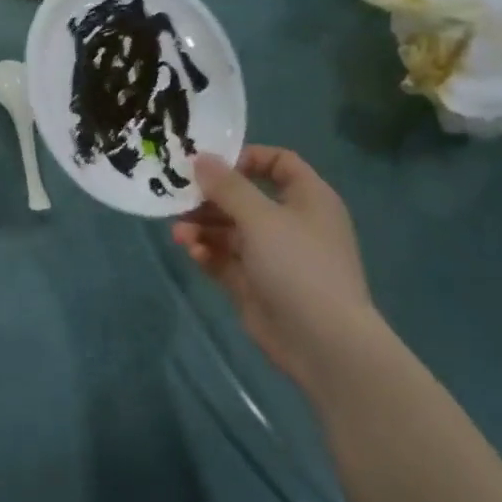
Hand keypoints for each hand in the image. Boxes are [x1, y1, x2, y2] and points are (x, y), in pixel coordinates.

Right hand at [173, 146, 380, 395]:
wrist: (323, 343)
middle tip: (178, 198)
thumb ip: (227, 186)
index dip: (246, 158)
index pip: (279, 163)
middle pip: (244, 197)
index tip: (211, 164)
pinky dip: (207, 252)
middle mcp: (290, 223)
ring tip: (179, 233)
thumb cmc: (299, 265)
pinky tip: (193, 253)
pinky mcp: (254, 283)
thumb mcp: (260, 217)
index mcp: (307, 199)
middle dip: (209, 198)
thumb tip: (201, 158)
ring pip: (229, 230)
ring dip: (202, 227)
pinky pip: (224, 259)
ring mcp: (272, 255)